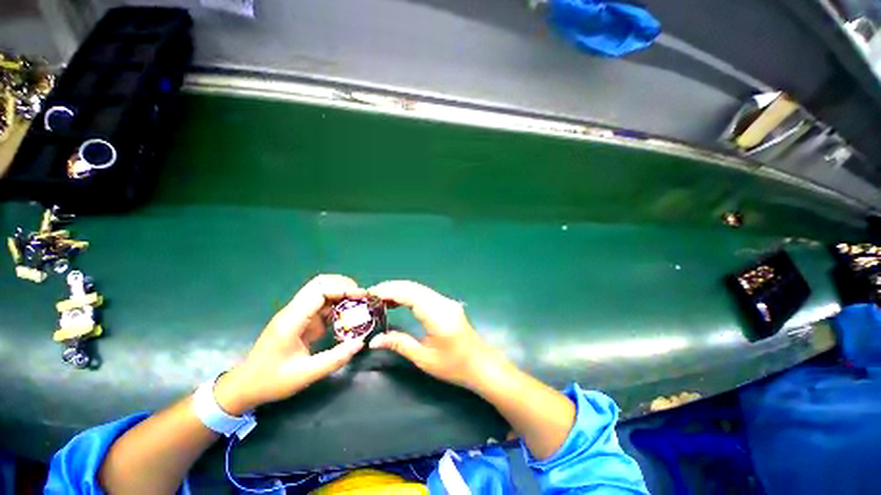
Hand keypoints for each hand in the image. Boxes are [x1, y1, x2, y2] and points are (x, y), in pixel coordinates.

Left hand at [215, 275, 365, 414]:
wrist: (244, 386)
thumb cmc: (271, 381)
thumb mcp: (305, 374)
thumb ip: (334, 359)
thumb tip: (360, 343)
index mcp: (292, 320)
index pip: (319, 291)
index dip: (342, 289)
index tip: (361, 296)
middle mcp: (293, 311)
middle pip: (320, 283)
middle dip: (343, 285)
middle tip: (362, 296)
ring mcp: (296, 314)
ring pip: (321, 291)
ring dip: (340, 293)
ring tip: (359, 303)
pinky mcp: (300, 320)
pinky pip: (320, 305)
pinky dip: (336, 305)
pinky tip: (347, 315)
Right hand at [368, 280, 501, 389]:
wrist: (482, 365)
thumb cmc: (454, 366)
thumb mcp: (424, 358)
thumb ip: (399, 344)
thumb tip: (374, 340)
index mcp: (438, 316)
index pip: (410, 295)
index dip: (389, 291)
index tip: (371, 293)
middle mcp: (443, 303)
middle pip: (414, 288)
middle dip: (392, 287)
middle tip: (372, 294)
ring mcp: (447, 302)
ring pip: (419, 289)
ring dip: (400, 289)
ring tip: (381, 297)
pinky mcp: (448, 304)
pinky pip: (425, 294)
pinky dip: (409, 294)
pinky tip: (399, 301)